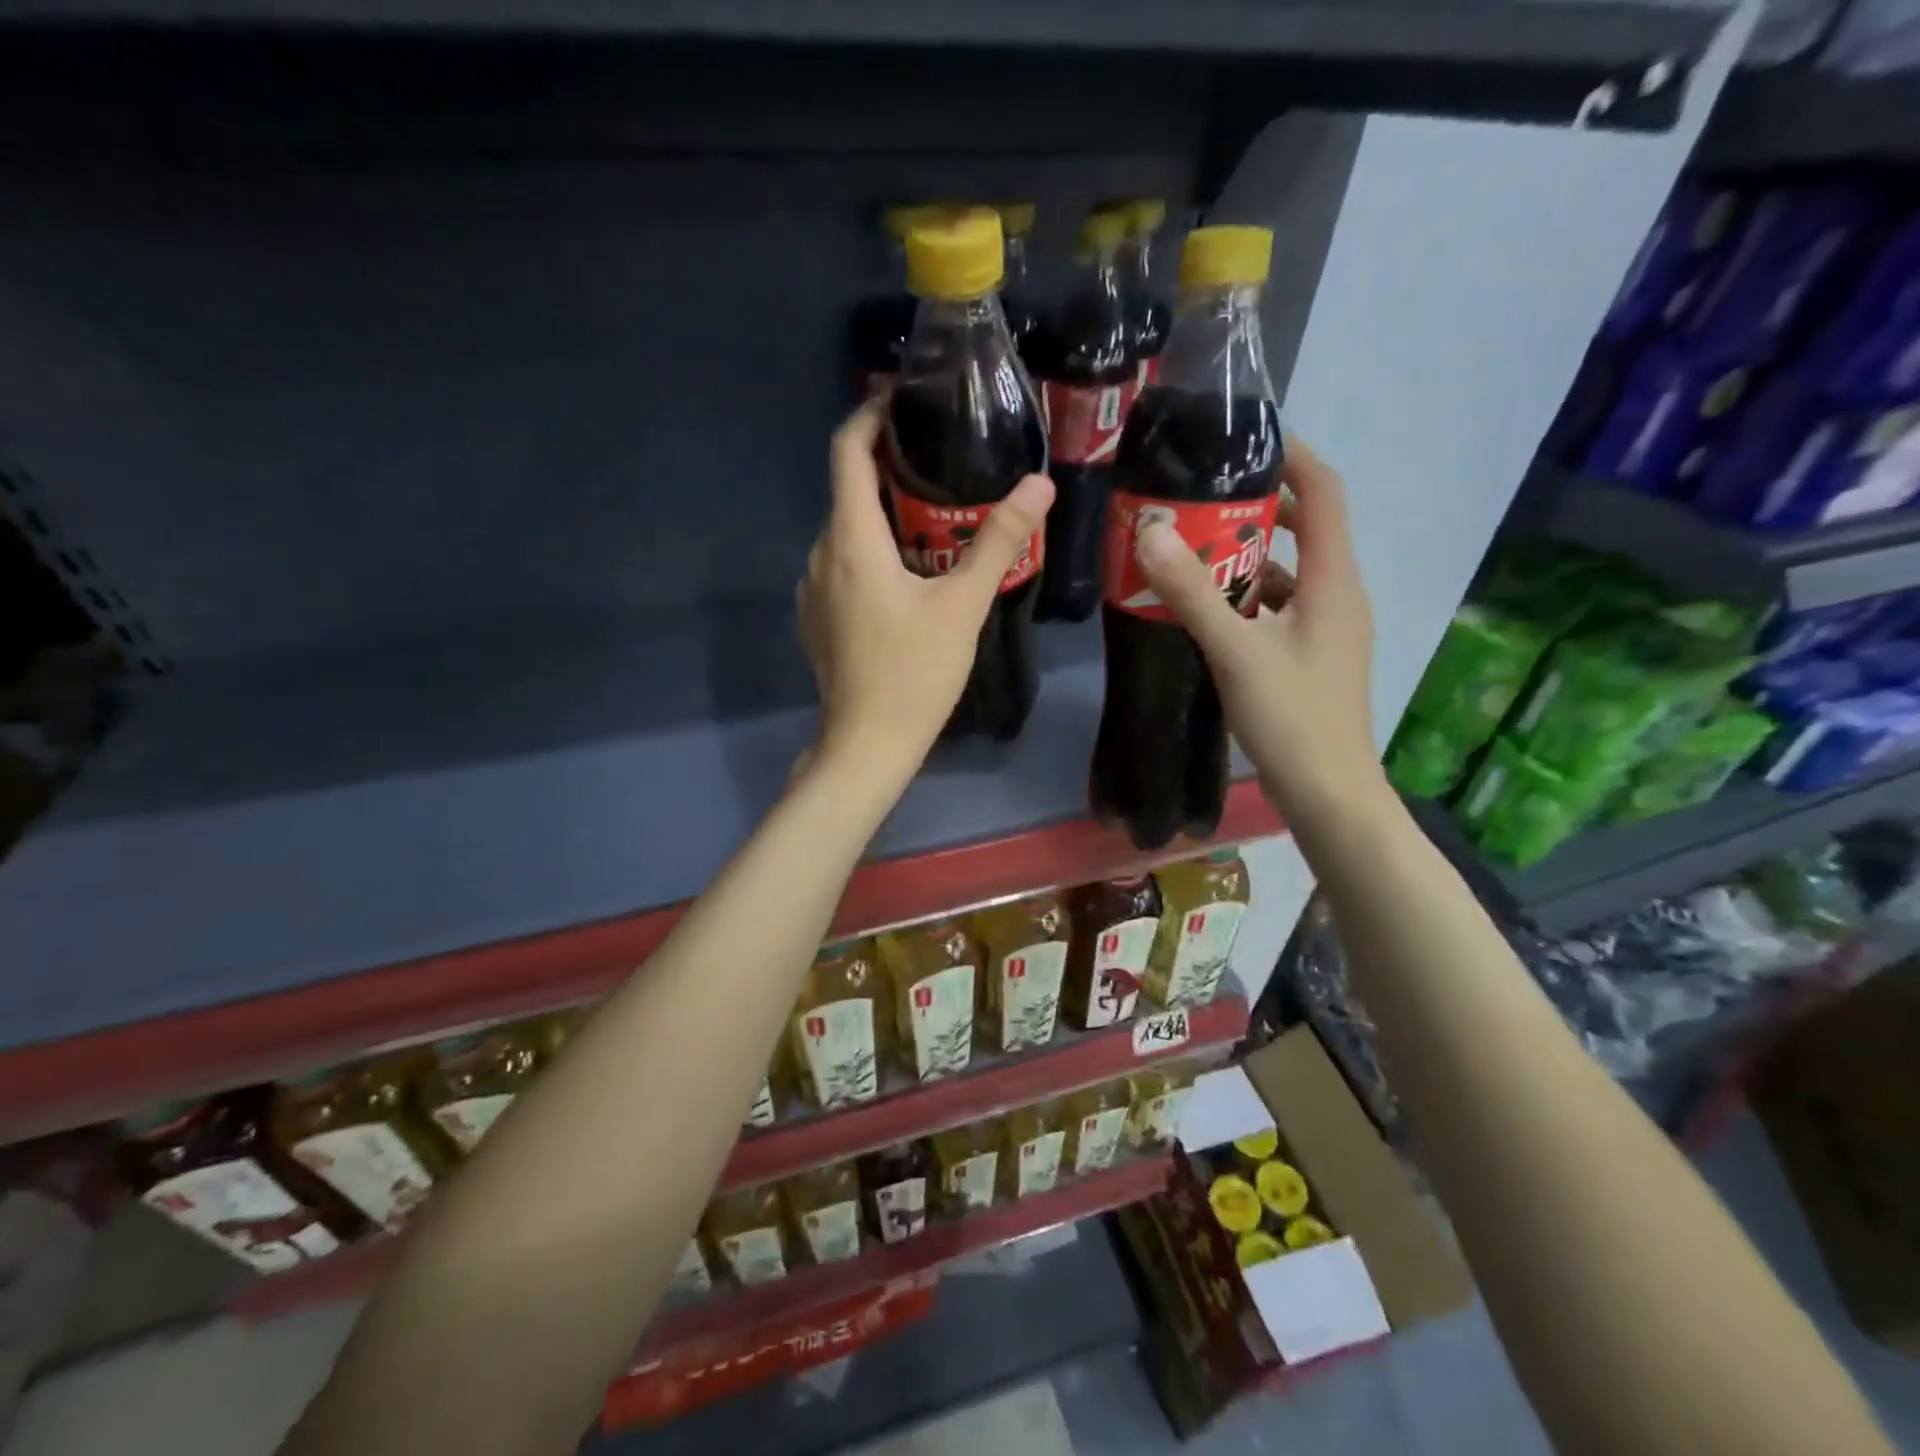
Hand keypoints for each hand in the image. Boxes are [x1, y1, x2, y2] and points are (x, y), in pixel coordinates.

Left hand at [797, 401, 1054, 783]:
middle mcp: (821, 555)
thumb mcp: (963, 606)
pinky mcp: (817, 619)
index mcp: (851, 540)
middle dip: (890, 470)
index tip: (903, 401)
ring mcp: (813, 590)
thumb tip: (1038, 485)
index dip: (870, 416)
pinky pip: (842, 567)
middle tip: (943, 466)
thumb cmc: (914, 673)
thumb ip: (998, 541)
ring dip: (883, 517)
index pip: (846, 451)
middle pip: (848, 491)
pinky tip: (907, 577)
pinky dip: (871, 554)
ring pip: (846, 533)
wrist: (867, 744)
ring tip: (934, 522)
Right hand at [1132, 435, 1387, 835]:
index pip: (1324, 492)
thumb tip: (1150, 531)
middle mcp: (1340, 596)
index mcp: (1335, 581)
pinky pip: (1282, 607)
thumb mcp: (1236, 653)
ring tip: (1192, 549)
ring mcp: (1329, 630)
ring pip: (1291, 572)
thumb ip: (1193, 593)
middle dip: (1257, 507)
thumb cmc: (1293, 719)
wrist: (1330, 795)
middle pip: (1307, 528)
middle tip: (1199, 498)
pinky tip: (1209, 610)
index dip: (1292, 456)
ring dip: (1248, 556)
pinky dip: (1249, 597)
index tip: (1244, 438)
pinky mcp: (1313, 656)